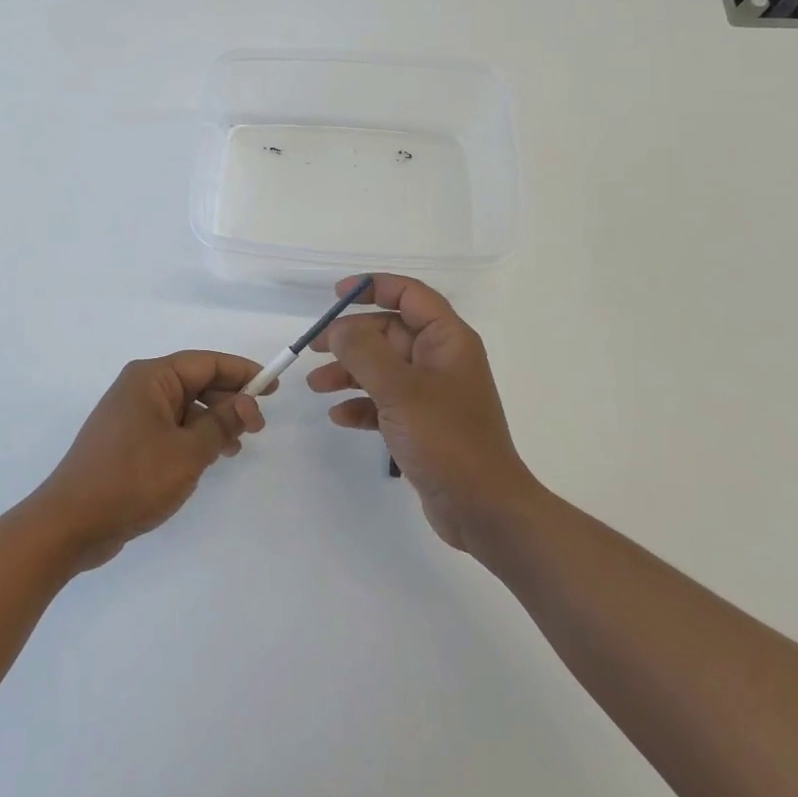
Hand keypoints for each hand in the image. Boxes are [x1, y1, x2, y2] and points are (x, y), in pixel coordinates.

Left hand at [30, 352, 268, 570]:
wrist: (71, 523)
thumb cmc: (132, 479)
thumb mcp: (188, 452)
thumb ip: (221, 424)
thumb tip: (246, 403)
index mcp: (151, 378)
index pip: (206, 362)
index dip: (242, 372)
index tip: (273, 386)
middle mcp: (139, 388)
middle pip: (195, 382)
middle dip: (229, 400)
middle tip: (259, 426)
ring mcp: (130, 415)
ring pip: (184, 408)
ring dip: (213, 422)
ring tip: (237, 447)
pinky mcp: (127, 441)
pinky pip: (169, 428)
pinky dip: (193, 438)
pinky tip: (208, 460)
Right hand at [307, 274, 539, 551]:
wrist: (483, 509)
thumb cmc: (446, 439)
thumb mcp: (400, 390)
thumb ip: (364, 352)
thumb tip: (338, 329)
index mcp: (447, 340)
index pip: (409, 295)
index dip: (373, 287)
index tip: (336, 295)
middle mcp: (440, 360)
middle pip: (389, 332)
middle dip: (350, 338)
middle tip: (314, 348)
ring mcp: (431, 394)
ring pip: (382, 368)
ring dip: (348, 373)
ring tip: (316, 386)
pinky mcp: (422, 424)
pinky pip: (384, 402)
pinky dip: (361, 405)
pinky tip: (340, 417)